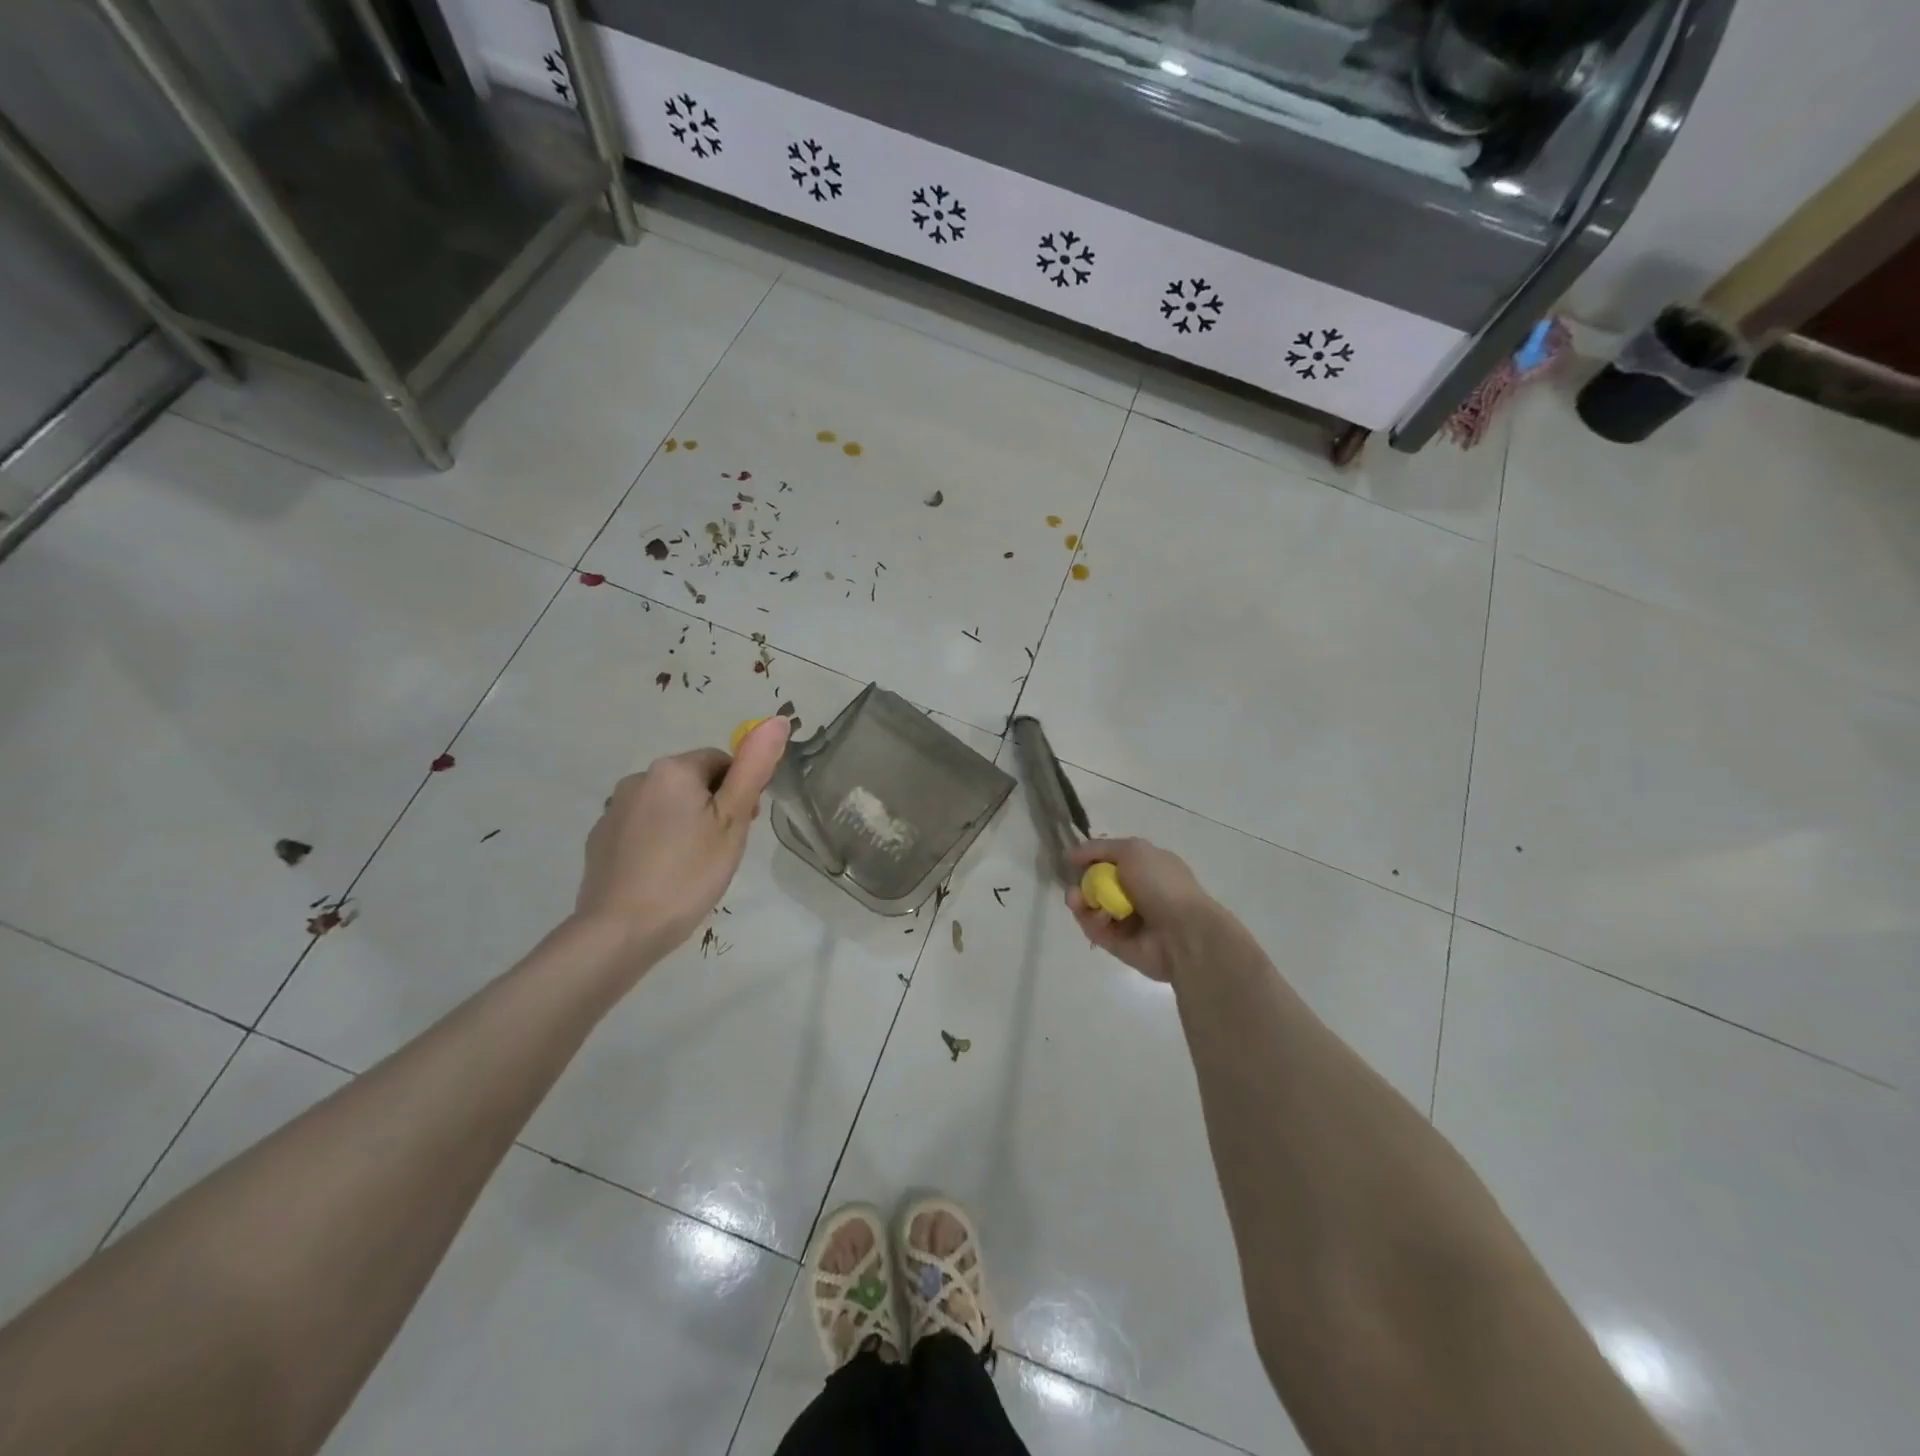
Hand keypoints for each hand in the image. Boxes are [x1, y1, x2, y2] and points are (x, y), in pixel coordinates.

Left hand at [574, 717, 789, 969]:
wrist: (621, 931)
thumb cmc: (688, 873)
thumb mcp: (732, 821)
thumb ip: (754, 769)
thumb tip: (777, 719)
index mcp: (673, 769)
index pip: (721, 762)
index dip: (739, 793)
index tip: (742, 828)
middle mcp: (638, 778)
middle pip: (692, 782)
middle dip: (712, 808)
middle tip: (722, 851)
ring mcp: (613, 809)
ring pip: (667, 806)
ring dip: (685, 824)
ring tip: (693, 867)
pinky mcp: (600, 839)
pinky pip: (641, 828)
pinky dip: (657, 842)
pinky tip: (663, 875)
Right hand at [1066, 837, 1214, 982]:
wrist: (1183, 933)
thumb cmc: (1161, 884)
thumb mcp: (1132, 850)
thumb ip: (1099, 848)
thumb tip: (1070, 854)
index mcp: (1147, 868)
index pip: (1111, 860)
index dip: (1090, 859)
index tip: (1071, 860)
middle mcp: (1138, 893)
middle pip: (1097, 885)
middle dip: (1081, 883)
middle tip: (1073, 887)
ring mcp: (1129, 920)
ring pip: (1093, 908)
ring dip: (1081, 902)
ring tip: (1077, 901)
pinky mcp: (1120, 945)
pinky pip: (1097, 931)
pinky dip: (1092, 923)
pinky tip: (1098, 919)